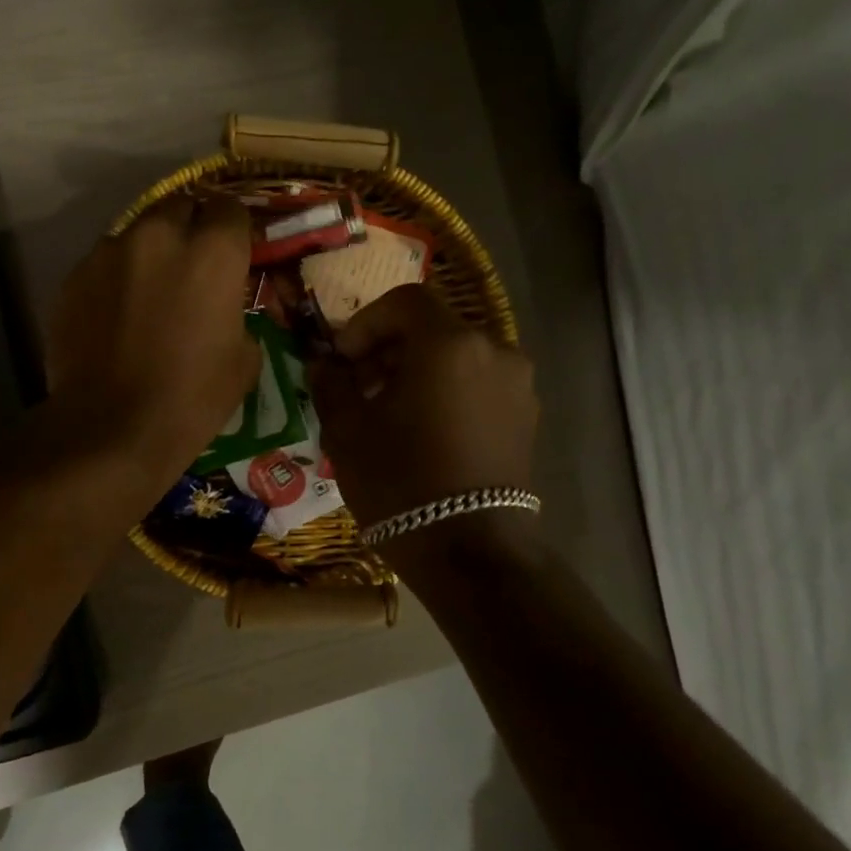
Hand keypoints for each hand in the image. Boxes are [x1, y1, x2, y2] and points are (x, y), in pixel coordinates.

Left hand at [47, 196, 260, 488]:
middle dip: (190, 226)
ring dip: (149, 252)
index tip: (232, 251)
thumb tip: (225, 310)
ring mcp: (109, 252)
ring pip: (137, 233)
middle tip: (191, 264)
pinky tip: (115, 314)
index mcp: (212, 252)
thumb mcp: (243, 362)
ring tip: (148, 290)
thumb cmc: (190, 399)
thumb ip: (238, 316)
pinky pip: (103, 263)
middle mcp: (159, 235)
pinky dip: (115, 278)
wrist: (110, 428)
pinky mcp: (74, 276)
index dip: (233, 229)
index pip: (230, 208)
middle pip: (180, 205)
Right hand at [310, 283, 538, 529]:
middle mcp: (494, 350)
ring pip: (456, 358)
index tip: (341, 359)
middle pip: (432, 328)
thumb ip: (331, 383)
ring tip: (388, 412)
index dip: (364, 323)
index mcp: (449, 343)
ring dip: (418, 372)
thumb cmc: (399, 480)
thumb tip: (324, 363)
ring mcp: (517, 385)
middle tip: (357, 386)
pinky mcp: (526, 417)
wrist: (469, 549)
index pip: (403, 301)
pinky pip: (478, 386)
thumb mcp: (347, 430)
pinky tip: (423, 431)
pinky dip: (447, 393)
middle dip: (388, 349)